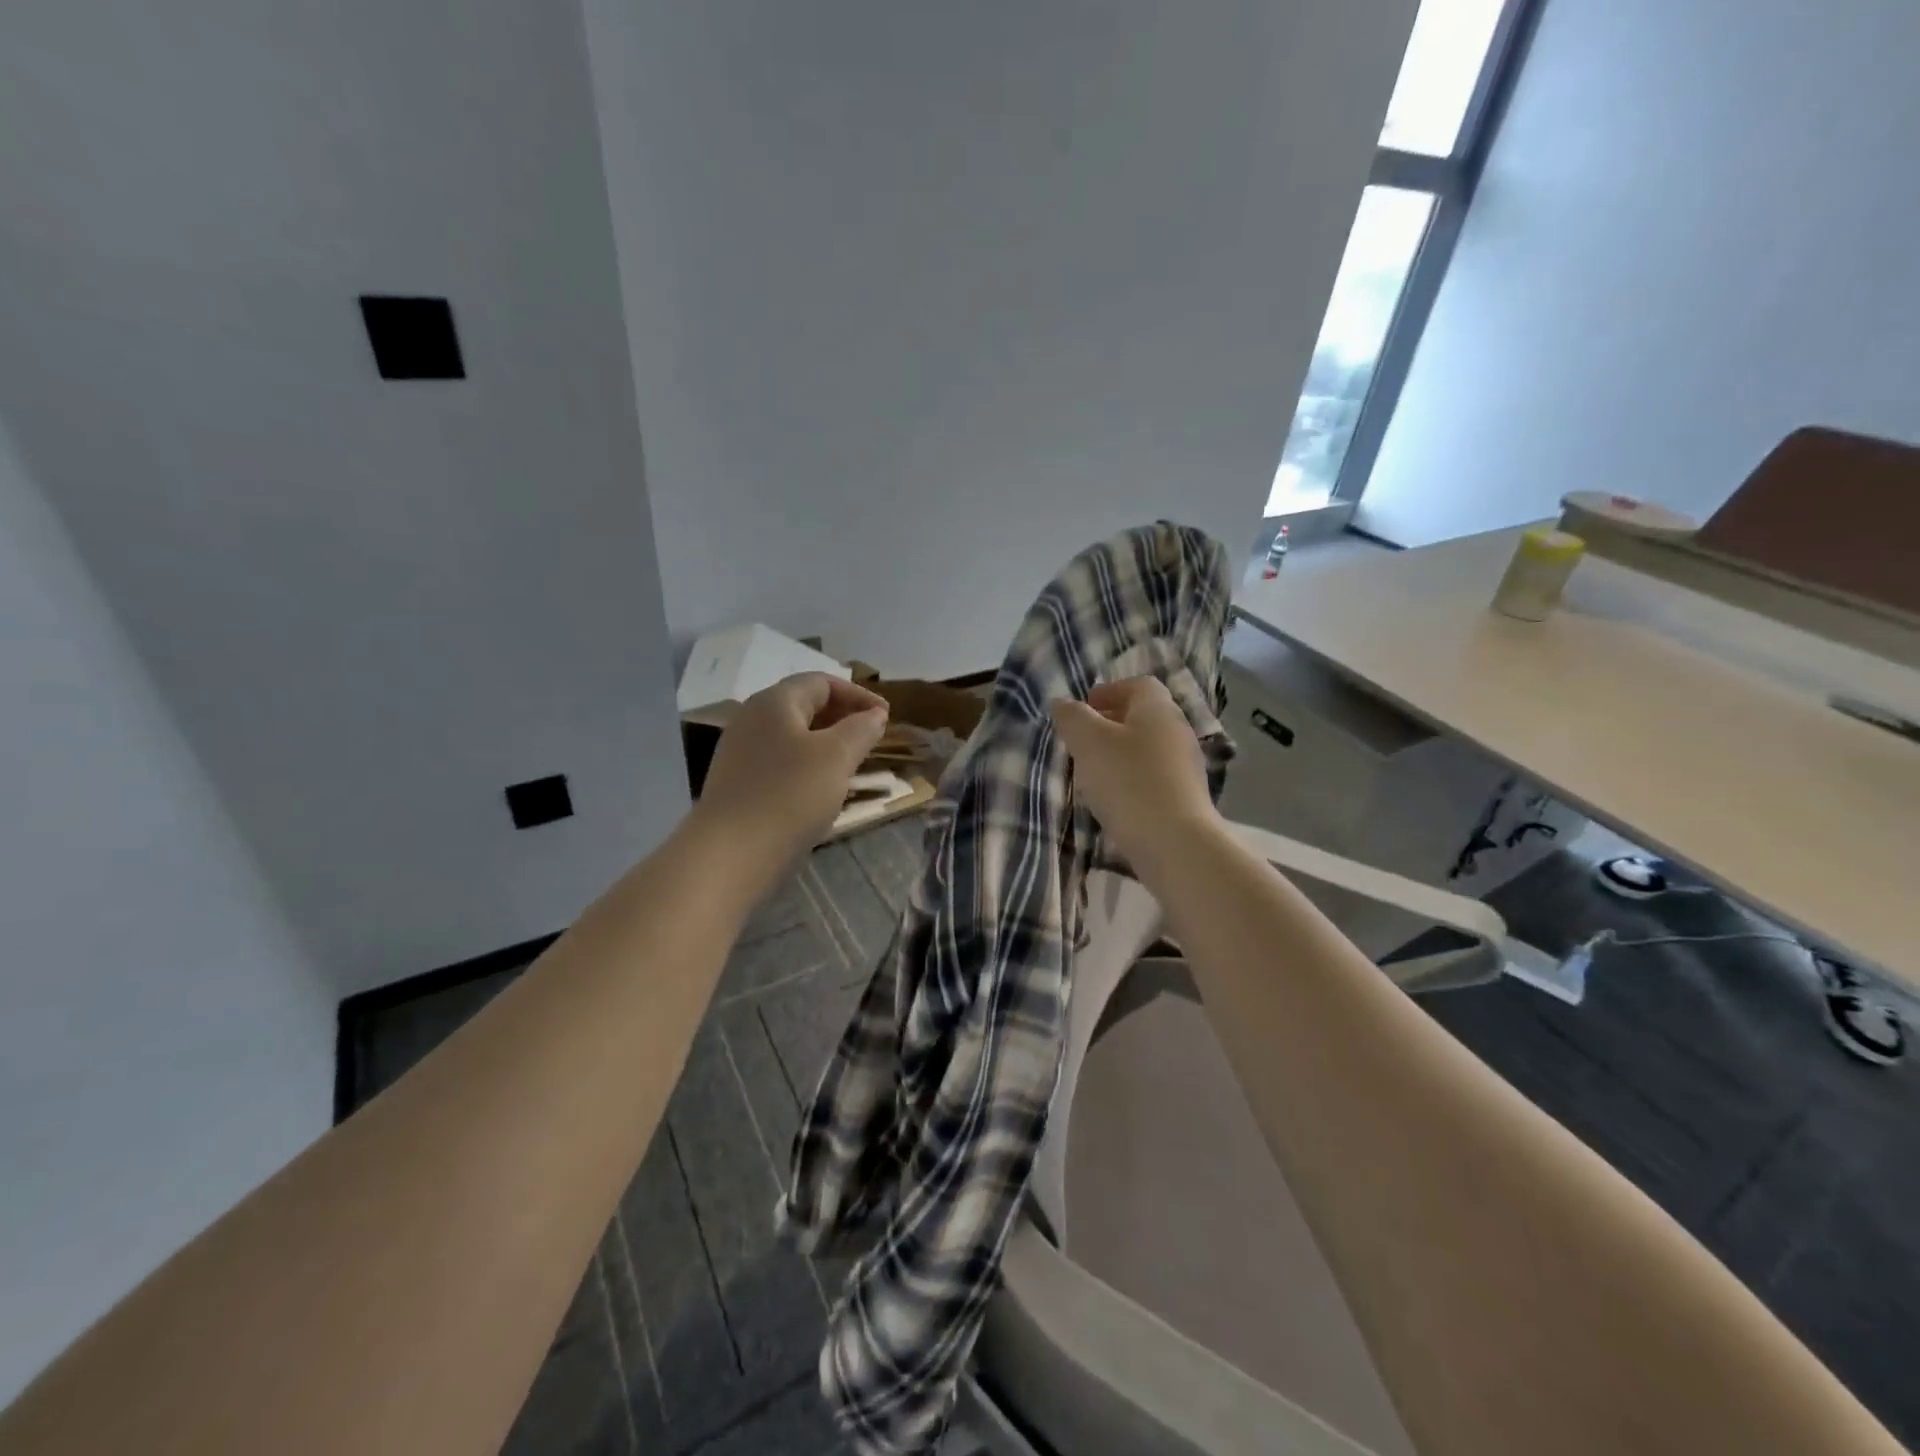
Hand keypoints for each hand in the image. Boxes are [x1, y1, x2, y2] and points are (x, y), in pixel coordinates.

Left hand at [695, 673, 889, 867]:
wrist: (730, 854)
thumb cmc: (790, 795)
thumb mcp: (836, 757)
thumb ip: (860, 729)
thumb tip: (875, 715)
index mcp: (775, 702)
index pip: (822, 682)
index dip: (858, 694)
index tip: (887, 716)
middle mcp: (752, 718)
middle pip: (805, 705)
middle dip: (843, 717)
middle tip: (873, 737)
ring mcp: (741, 752)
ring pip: (793, 736)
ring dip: (827, 743)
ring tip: (853, 763)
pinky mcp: (739, 783)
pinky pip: (781, 762)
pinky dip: (808, 765)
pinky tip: (822, 789)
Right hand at [1051, 677, 1219, 868]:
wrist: (1175, 843)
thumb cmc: (1128, 782)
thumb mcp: (1088, 742)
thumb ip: (1073, 718)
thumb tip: (1063, 704)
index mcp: (1158, 709)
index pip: (1138, 685)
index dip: (1109, 692)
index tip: (1084, 709)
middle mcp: (1178, 730)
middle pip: (1144, 716)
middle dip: (1112, 723)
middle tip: (1082, 740)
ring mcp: (1187, 766)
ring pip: (1149, 747)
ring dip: (1122, 753)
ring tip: (1094, 772)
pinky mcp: (1187, 797)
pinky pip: (1155, 776)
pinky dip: (1134, 778)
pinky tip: (1116, 799)